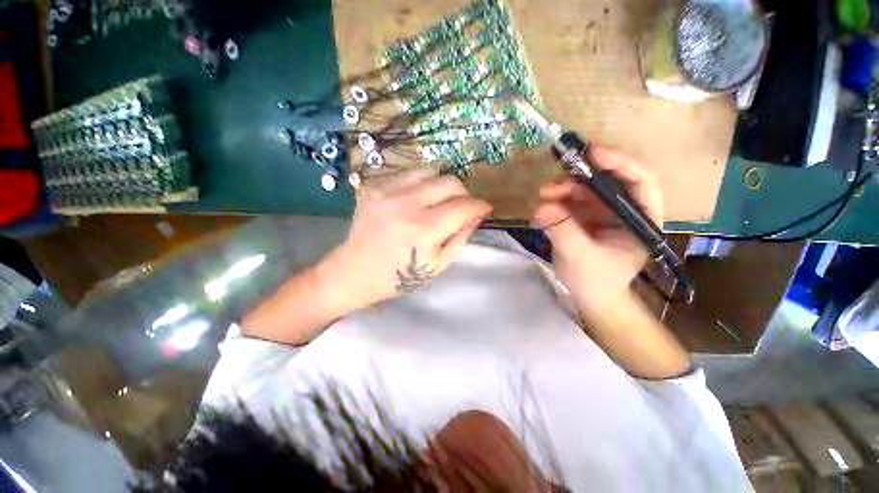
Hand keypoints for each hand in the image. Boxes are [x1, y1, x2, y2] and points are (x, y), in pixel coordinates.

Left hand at [325, 169, 491, 309]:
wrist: (354, 271)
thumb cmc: (400, 276)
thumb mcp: (438, 264)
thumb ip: (461, 236)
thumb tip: (478, 213)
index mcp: (423, 229)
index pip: (463, 206)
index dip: (480, 206)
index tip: (485, 209)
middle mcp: (405, 203)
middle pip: (450, 181)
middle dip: (464, 194)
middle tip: (462, 207)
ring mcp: (386, 190)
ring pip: (431, 171)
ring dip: (442, 186)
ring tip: (439, 203)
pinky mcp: (373, 185)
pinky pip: (409, 175)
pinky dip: (421, 185)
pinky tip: (416, 201)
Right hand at [532, 147, 662, 313]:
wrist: (588, 299)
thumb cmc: (595, 282)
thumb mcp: (580, 257)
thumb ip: (562, 230)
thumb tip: (542, 205)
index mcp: (640, 220)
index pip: (640, 181)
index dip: (619, 162)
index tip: (592, 154)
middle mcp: (622, 211)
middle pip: (606, 181)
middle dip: (579, 178)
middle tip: (552, 184)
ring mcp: (601, 214)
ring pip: (584, 189)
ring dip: (562, 188)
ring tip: (542, 197)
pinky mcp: (582, 218)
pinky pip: (569, 201)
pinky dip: (555, 201)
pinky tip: (542, 209)